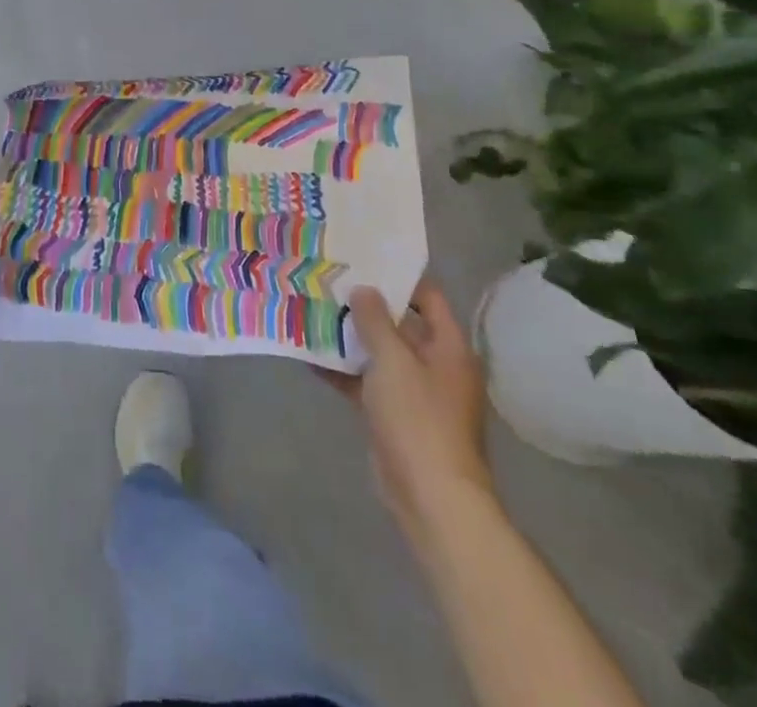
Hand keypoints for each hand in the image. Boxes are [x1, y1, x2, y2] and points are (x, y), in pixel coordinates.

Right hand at [325, 280, 492, 543]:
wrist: (430, 496)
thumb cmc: (418, 418)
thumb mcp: (393, 360)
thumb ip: (375, 320)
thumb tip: (364, 289)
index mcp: (448, 348)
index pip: (428, 298)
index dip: (398, 278)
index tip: (362, 261)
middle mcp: (434, 365)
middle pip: (400, 324)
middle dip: (365, 306)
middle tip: (328, 282)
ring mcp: (413, 392)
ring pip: (378, 354)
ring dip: (349, 337)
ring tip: (311, 311)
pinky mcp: (393, 416)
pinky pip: (365, 382)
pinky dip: (342, 370)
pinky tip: (308, 355)